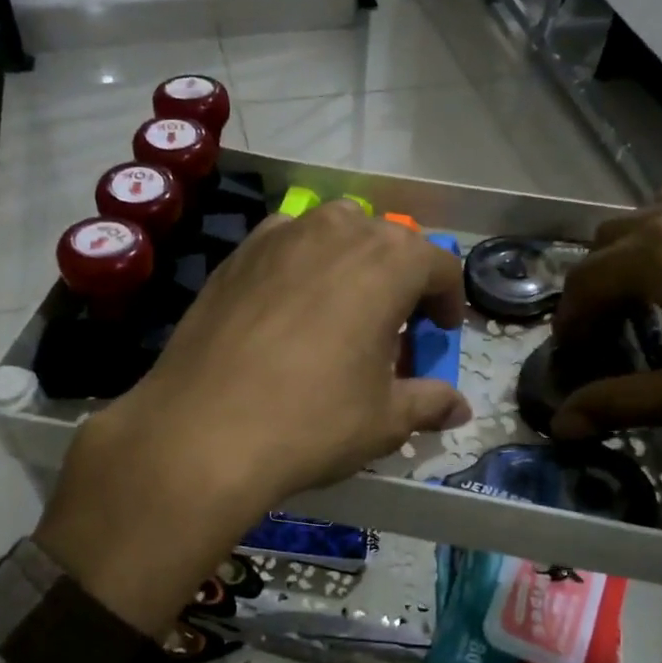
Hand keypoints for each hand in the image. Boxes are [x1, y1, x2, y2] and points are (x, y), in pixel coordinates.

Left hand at [37, 201, 469, 633]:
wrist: (202, 432)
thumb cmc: (312, 421)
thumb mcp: (385, 420)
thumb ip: (429, 402)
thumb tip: (459, 408)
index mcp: (388, 262)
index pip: (438, 265)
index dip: (448, 301)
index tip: (440, 334)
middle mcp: (337, 231)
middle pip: (388, 241)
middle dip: (402, 279)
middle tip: (394, 327)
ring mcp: (280, 236)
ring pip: (335, 231)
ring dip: (352, 262)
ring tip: (343, 309)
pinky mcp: (236, 254)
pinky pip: (286, 243)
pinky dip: (302, 264)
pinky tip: (290, 306)